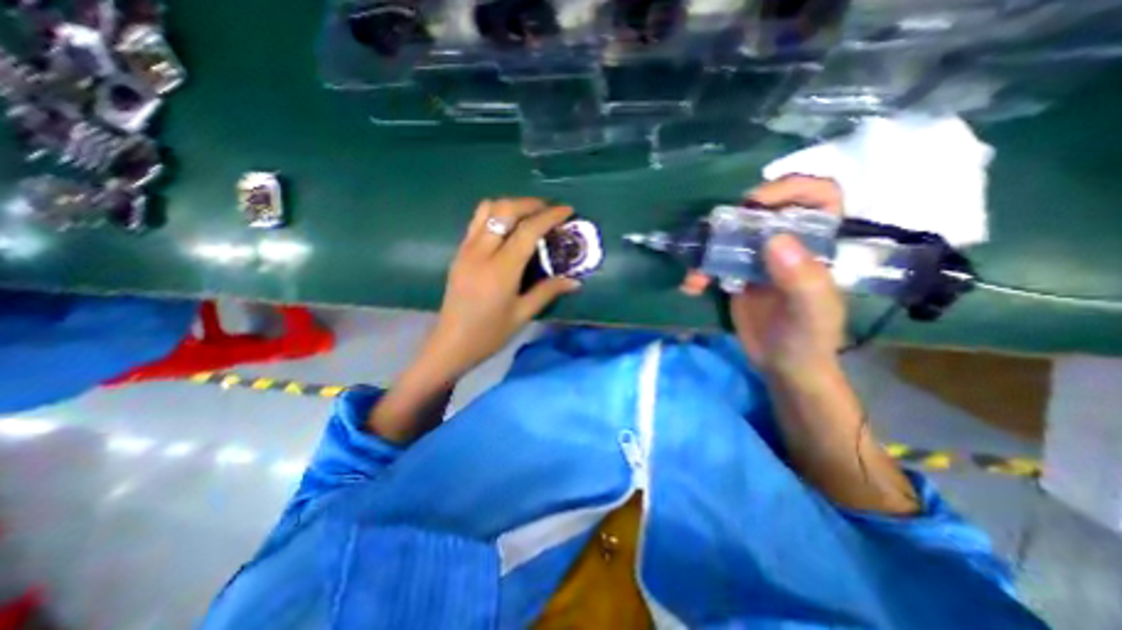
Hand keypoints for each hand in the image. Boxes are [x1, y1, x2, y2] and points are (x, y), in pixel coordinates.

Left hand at [418, 200, 576, 381]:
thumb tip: (575, 281)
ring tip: (529, 214)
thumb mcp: (522, 314)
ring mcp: (466, 249)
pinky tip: (507, 228)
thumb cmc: (489, 333)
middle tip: (549, 210)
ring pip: (487, 209)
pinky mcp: (459, 252)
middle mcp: (481, 252)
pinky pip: (476, 221)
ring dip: (511, 205)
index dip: (550, 216)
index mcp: (501, 269)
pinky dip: (495, 214)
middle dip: (530, 203)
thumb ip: (548, 292)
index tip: (567, 210)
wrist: (451, 344)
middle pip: (505, 210)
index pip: (528, 230)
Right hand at [683, 174, 840, 378]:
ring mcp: (757, 259)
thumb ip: (802, 278)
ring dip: (707, 248)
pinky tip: (692, 286)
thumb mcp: (812, 312)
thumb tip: (774, 239)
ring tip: (696, 272)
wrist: (782, 365)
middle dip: (735, 219)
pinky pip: (713, 261)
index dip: (790, 188)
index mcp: (816, 245)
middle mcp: (787, 245)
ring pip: (731, 236)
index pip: (817, 197)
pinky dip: (699, 270)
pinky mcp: (735, 274)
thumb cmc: (808, 338)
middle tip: (714, 232)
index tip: (757, 202)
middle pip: (762, 212)